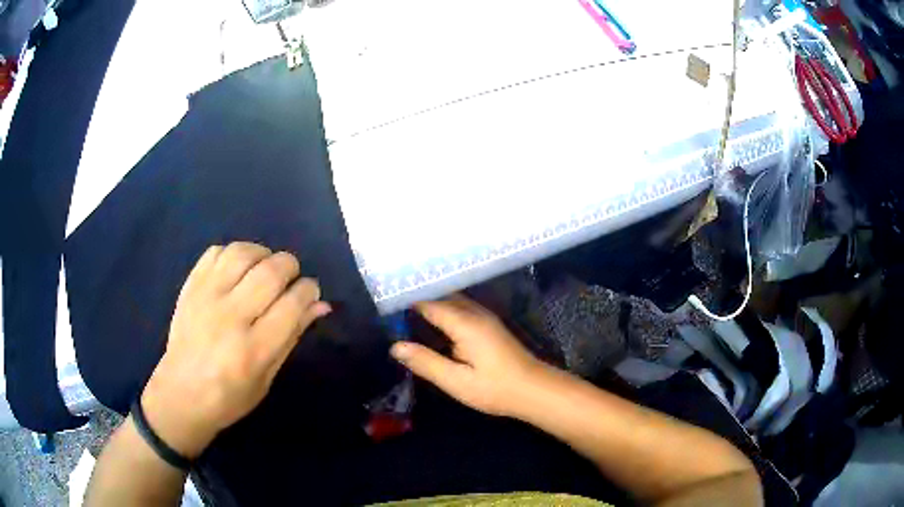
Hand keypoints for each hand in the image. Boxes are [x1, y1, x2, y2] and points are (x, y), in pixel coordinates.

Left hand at [140, 242, 330, 458]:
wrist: (180, 394)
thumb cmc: (229, 397)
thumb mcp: (267, 378)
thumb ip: (292, 336)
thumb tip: (320, 305)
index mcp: (253, 349)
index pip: (292, 303)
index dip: (309, 290)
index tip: (310, 292)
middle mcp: (230, 317)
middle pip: (271, 272)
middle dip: (290, 267)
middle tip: (290, 278)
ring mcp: (206, 297)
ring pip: (243, 253)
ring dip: (263, 254)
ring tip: (265, 267)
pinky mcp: (190, 287)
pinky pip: (216, 252)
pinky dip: (234, 253)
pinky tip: (239, 268)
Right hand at [391, 295, 542, 416]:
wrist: (534, 390)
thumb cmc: (495, 389)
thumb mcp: (456, 381)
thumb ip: (426, 362)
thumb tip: (395, 346)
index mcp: (465, 323)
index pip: (429, 303)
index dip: (405, 302)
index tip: (383, 305)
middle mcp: (475, 313)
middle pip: (441, 296)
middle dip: (416, 298)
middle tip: (390, 307)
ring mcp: (484, 317)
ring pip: (452, 301)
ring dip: (430, 303)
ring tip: (404, 311)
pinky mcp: (489, 325)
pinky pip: (460, 308)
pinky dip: (442, 310)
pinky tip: (432, 322)